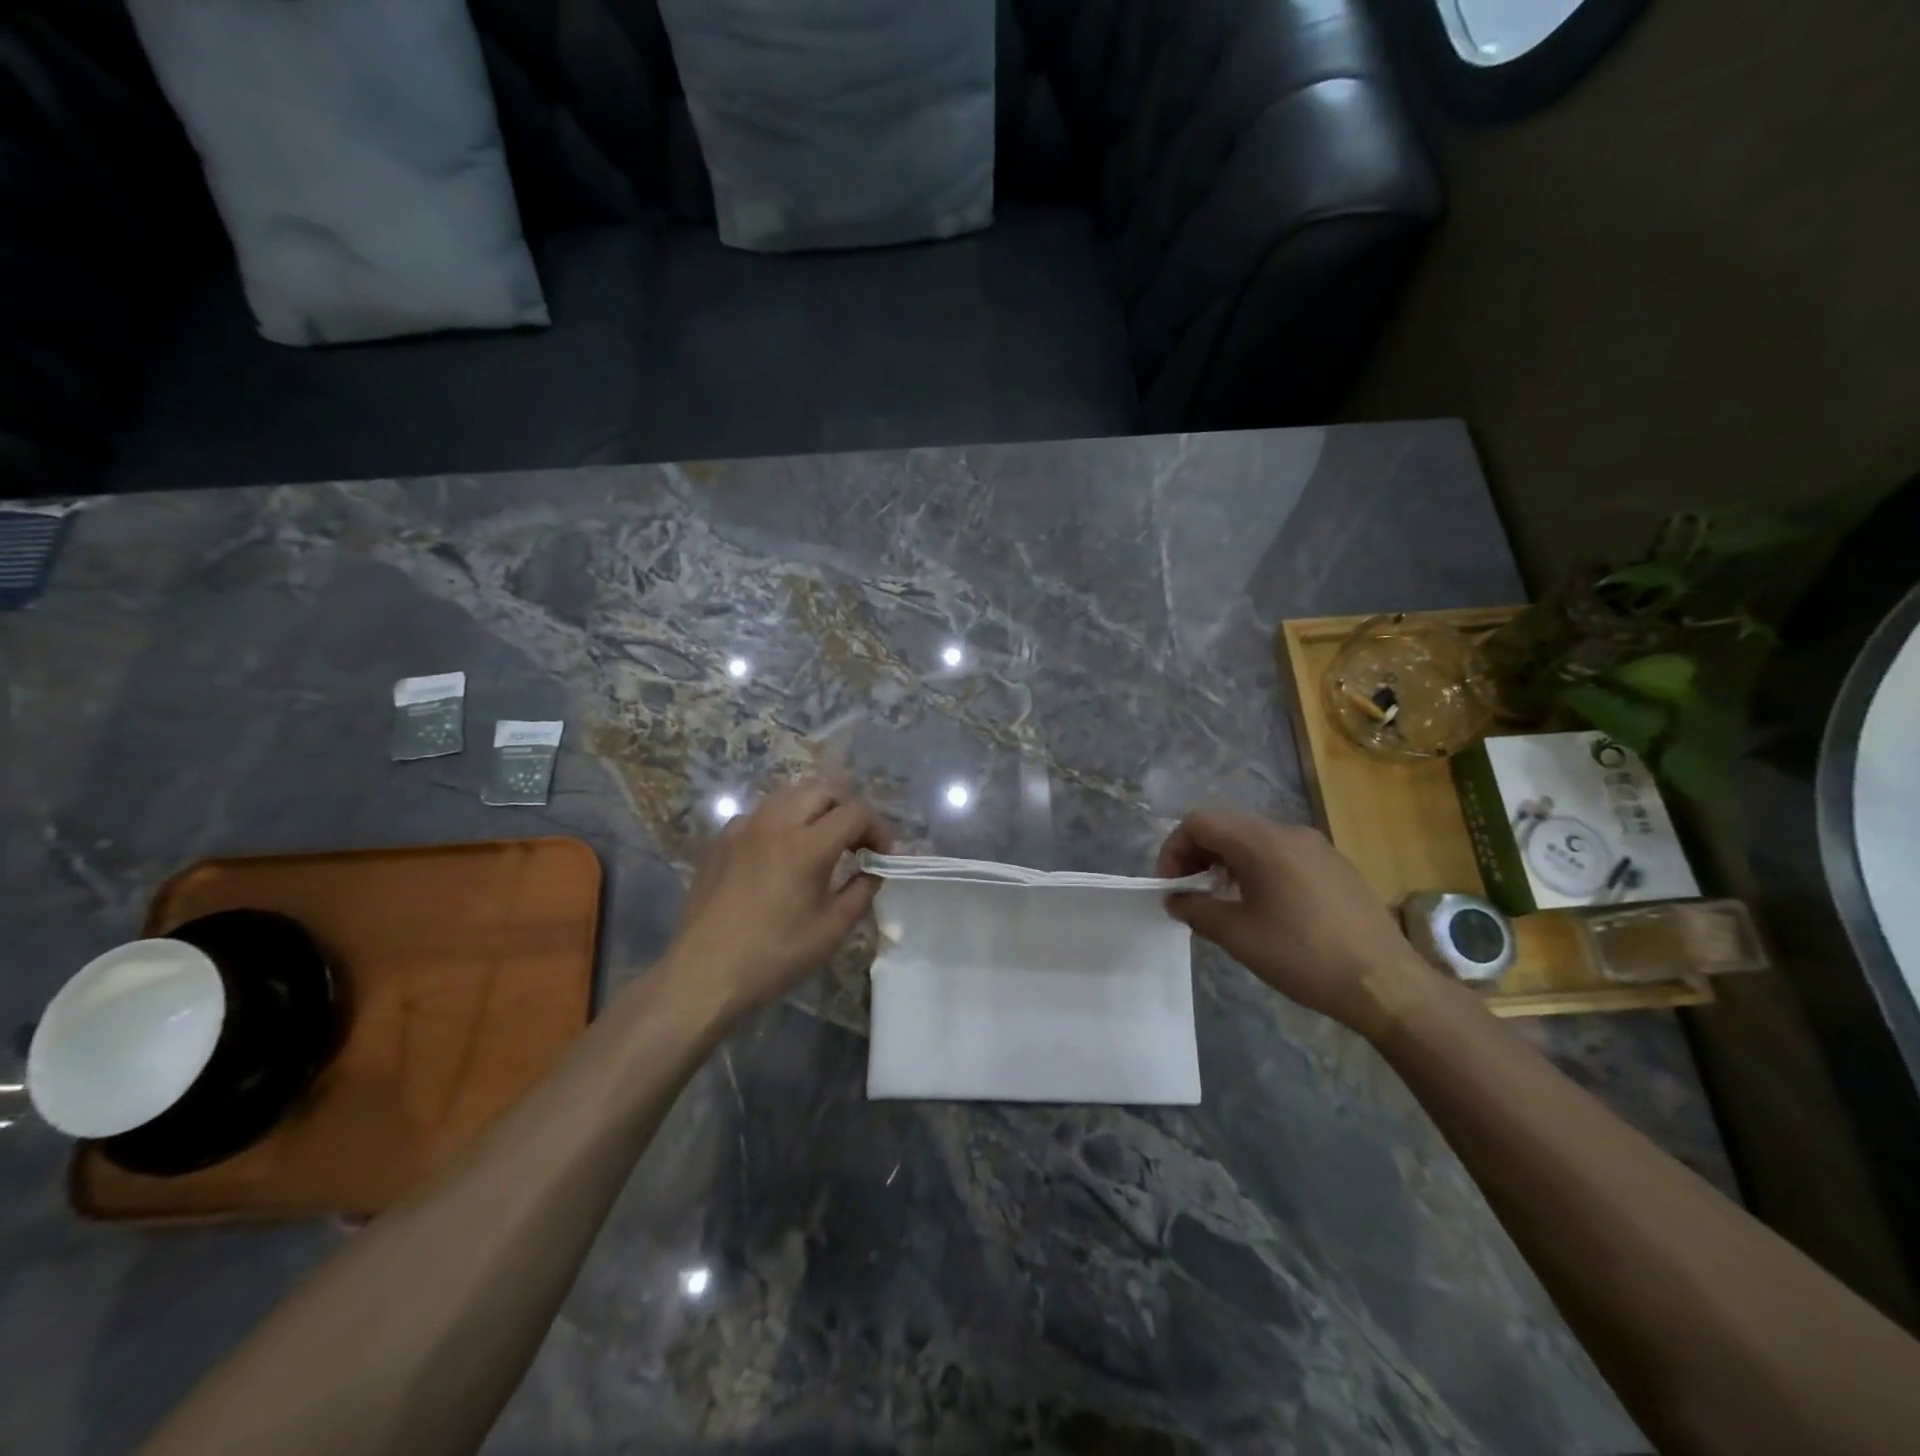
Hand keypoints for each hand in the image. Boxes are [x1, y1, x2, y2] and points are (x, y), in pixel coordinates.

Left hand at [663, 783, 893, 1020]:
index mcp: (808, 845)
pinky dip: (781, 823)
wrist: (704, 975)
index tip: (882, 855)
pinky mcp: (721, 841)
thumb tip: (874, 869)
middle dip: (846, 811)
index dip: (878, 829)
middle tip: (854, 844)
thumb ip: (862, 891)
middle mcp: (775, 824)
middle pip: (822, 791)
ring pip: (788, 796)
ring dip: (813, 811)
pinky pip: (760, 815)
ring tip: (820, 843)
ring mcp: (744, 828)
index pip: (855, 812)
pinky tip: (780, 854)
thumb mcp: (832, 929)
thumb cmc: (775, 956)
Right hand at [1158, 808, 1436, 1033]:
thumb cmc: (1303, 955)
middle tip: (1189, 891)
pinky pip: (1283, 853)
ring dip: (1228, 861)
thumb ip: (1197, 910)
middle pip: (1227, 825)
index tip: (1170, 885)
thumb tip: (1176, 899)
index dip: (1174, 848)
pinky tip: (1265, 906)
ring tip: (1222, 900)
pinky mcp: (1336, 866)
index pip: (1200, 821)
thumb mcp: (1237, 936)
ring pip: (1256, 839)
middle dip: (1198, 853)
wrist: (1385, 983)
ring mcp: (1317, 847)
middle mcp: (1289, 832)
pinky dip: (1258, 868)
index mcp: (1262, 842)